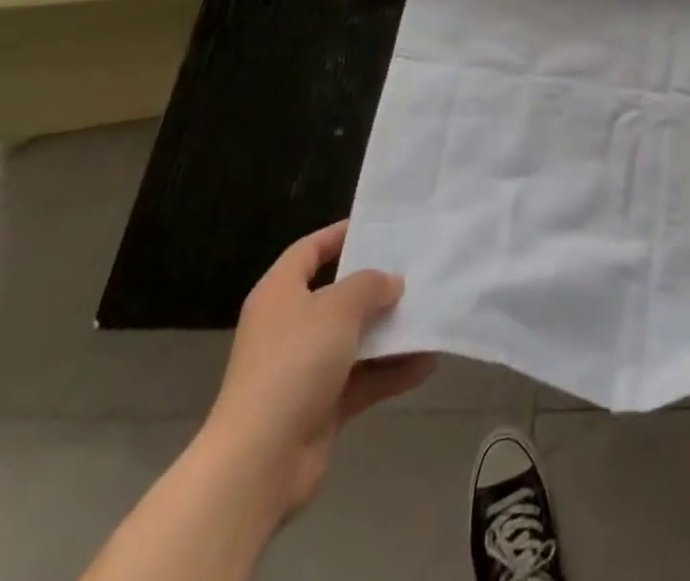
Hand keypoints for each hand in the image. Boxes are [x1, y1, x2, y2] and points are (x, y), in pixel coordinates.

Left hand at [199, 221, 434, 518]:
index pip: (309, 251)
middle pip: (337, 295)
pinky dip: (391, 371)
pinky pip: (363, 378)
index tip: (378, 227)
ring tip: (431, 314)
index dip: (339, 234)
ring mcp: (304, 369)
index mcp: (280, 294)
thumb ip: (370, 285)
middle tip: (416, 269)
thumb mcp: (338, 308)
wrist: (259, 463)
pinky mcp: (320, 406)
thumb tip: (391, 282)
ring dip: (390, 331)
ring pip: (354, 338)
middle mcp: (289, 327)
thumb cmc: (294, 364)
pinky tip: (428, 362)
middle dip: (376, 286)